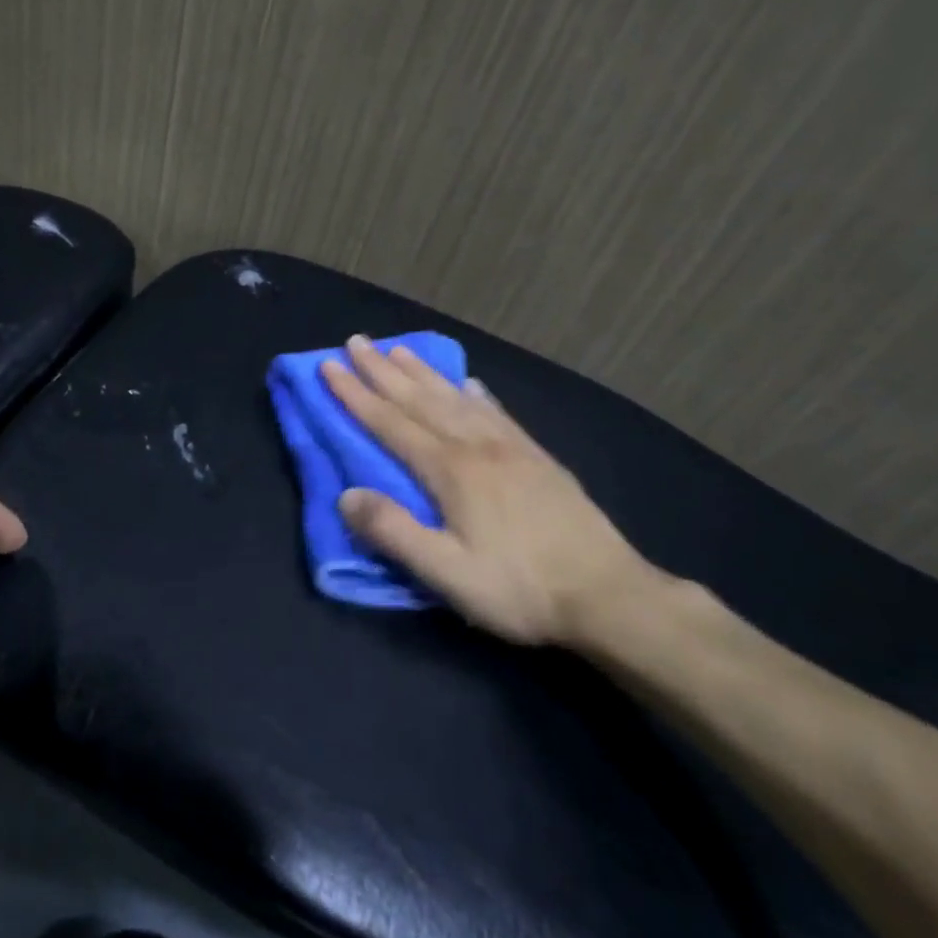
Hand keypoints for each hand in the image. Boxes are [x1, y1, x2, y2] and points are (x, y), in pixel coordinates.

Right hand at [322, 336, 664, 646]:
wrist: (609, 596)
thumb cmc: (520, 589)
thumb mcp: (448, 573)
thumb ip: (394, 531)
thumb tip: (346, 495)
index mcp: (451, 470)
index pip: (390, 423)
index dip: (355, 395)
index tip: (328, 366)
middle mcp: (478, 447)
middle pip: (420, 399)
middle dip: (382, 370)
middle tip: (355, 341)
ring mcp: (512, 449)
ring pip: (457, 398)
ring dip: (423, 373)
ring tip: (399, 350)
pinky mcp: (538, 459)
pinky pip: (497, 413)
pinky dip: (476, 394)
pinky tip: (470, 384)